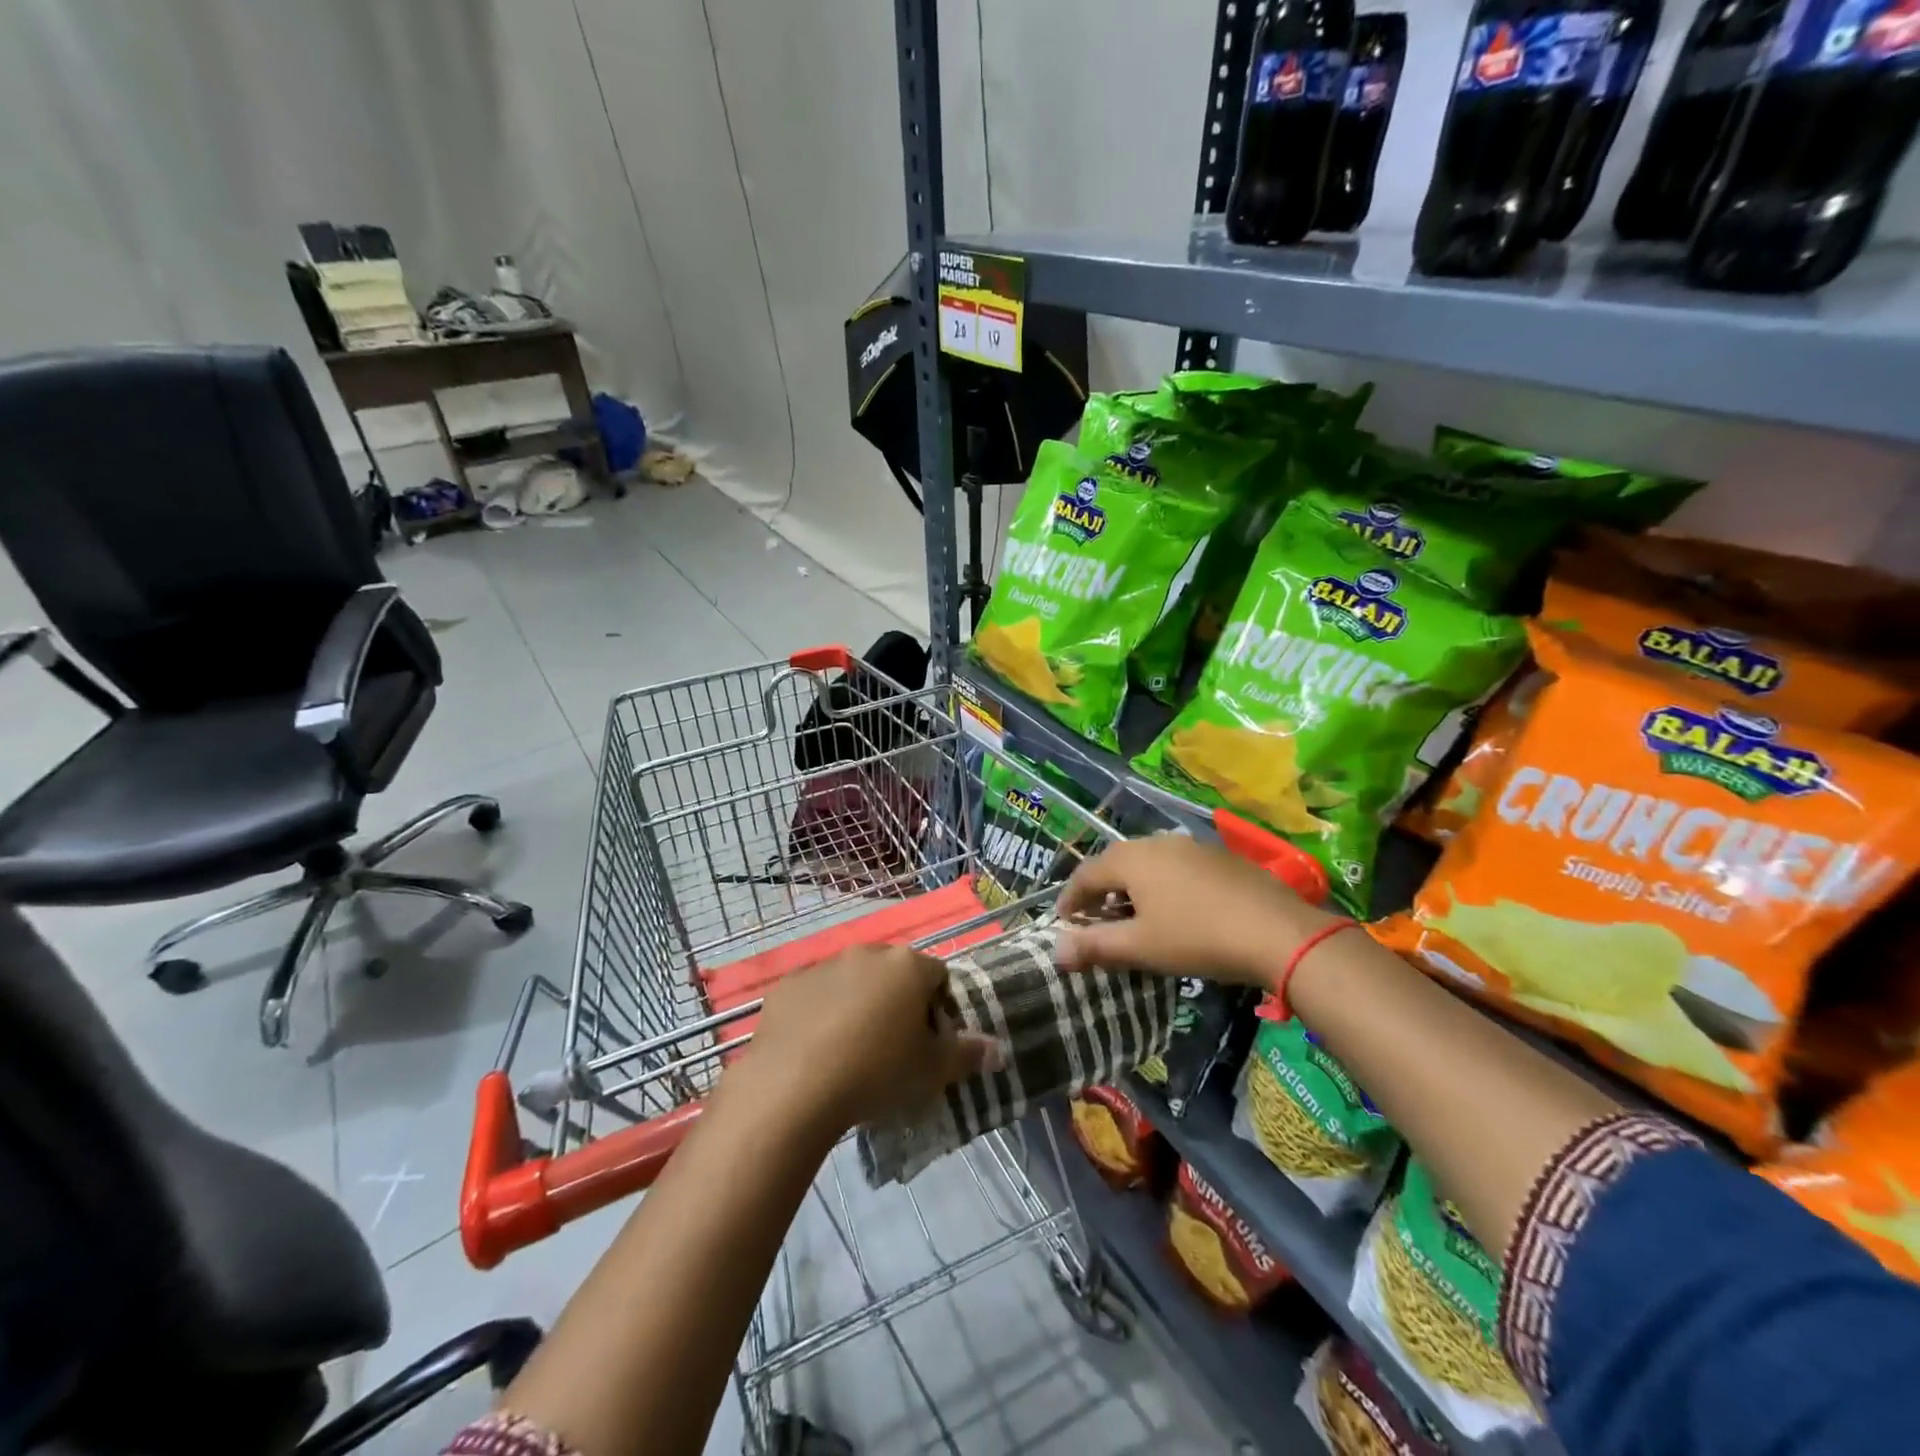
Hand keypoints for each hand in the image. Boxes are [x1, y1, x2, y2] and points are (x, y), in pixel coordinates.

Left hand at [733, 944, 1002, 1133]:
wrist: (793, 1086)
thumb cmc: (876, 1073)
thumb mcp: (931, 1071)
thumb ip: (967, 1055)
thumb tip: (997, 1049)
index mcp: (908, 966)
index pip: (938, 975)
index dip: (938, 1007)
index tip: (929, 1040)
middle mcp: (868, 954)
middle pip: (894, 972)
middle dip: (897, 1000)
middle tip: (892, 1045)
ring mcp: (824, 965)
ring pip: (852, 980)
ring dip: (858, 1003)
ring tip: (850, 1050)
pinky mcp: (788, 985)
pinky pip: (814, 994)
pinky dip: (819, 1012)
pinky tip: (814, 1049)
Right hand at [1054, 834, 1339, 986]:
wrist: (1278, 931)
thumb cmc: (1197, 938)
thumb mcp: (1140, 947)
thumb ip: (1095, 946)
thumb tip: (1056, 950)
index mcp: (1132, 859)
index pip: (1086, 873)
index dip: (1070, 898)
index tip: (1062, 922)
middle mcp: (1158, 843)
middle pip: (1117, 863)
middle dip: (1101, 891)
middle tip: (1094, 919)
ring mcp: (1192, 847)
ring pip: (1149, 863)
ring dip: (1132, 888)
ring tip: (1133, 916)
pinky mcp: (1220, 858)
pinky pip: (1177, 867)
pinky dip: (1163, 885)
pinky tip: (1175, 910)